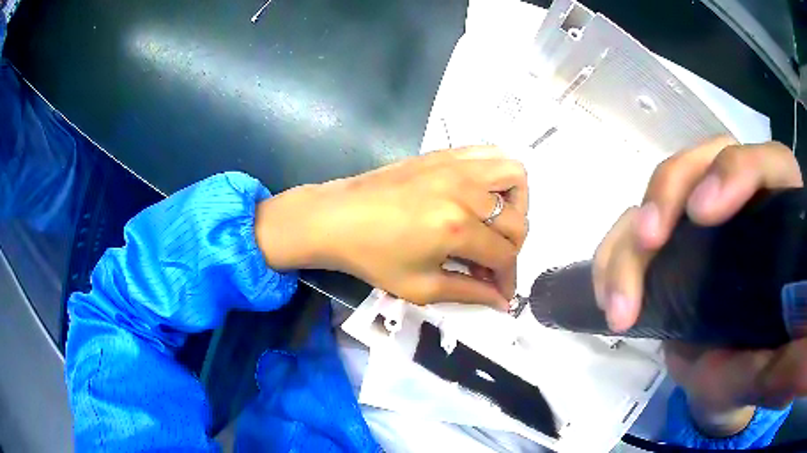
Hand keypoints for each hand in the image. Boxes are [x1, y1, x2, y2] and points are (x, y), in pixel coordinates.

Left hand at [255, 146, 527, 308]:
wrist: (336, 218)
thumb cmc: (372, 256)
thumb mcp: (420, 286)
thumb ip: (468, 293)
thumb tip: (501, 302)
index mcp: (458, 228)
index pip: (505, 255)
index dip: (508, 280)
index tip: (503, 294)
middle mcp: (466, 191)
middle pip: (515, 221)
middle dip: (512, 250)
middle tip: (492, 266)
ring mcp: (456, 165)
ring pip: (514, 175)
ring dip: (516, 204)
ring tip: (497, 224)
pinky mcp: (445, 154)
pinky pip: (489, 153)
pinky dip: (498, 175)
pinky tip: (483, 195)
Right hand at [592, 137, 805, 434]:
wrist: (719, 378)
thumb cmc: (748, 370)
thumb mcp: (762, 371)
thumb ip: (765, 366)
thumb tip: (754, 356)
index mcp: (780, 220)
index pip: (768, 164)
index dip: (737, 171)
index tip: (704, 214)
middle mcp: (742, 204)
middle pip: (705, 159)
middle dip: (671, 191)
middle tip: (649, 240)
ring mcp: (703, 219)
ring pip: (663, 190)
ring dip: (633, 238)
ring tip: (619, 301)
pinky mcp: (671, 240)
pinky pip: (633, 227)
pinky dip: (614, 256)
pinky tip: (609, 297)